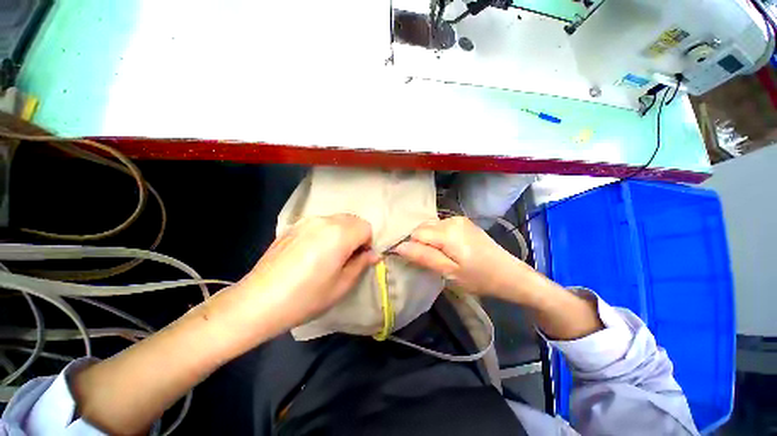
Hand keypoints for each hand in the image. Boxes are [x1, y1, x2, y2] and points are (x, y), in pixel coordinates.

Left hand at [237, 214, 377, 330]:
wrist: (258, 302)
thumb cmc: (306, 297)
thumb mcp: (342, 285)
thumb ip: (361, 264)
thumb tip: (374, 254)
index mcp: (339, 234)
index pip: (366, 227)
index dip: (367, 243)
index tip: (358, 259)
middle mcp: (324, 221)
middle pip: (352, 220)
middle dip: (356, 235)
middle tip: (346, 257)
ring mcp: (306, 221)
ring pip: (336, 219)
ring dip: (341, 232)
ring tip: (329, 255)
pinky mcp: (293, 226)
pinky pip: (320, 223)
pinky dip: (326, 232)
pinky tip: (312, 252)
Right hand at [394, 217, 527, 297]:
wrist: (510, 274)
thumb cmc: (480, 278)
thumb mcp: (449, 272)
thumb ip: (424, 257)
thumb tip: (399, 247)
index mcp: (447, 232)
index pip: (416, 233)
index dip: (412, 247)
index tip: (420, 262)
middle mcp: (451, 220)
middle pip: (422, 228)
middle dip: (421, 243)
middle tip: (434, 262)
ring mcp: (459, 219)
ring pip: (431, 227)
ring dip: (430, 241)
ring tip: (442, 257)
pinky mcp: (463, 222)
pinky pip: (441, 227)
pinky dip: (439, 237)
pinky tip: (449, 249)